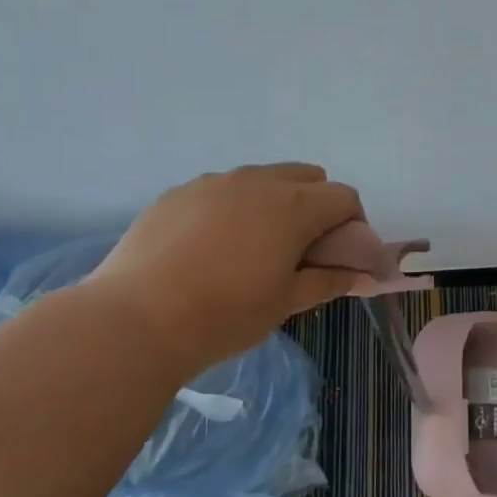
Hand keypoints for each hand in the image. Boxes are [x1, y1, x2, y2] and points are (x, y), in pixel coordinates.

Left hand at [81, 163, 362, 379]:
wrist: (136, 319)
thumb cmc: (225, 315)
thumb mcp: (286, 303)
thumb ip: (329, 281)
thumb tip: (360, 274)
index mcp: (293, 206)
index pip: (344, 198)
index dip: (353, 226)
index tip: (340, 258)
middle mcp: (257, 181)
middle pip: (307, 177)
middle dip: (318, 206)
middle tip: (302, 251)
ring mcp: (213, 182)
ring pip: (262, 179)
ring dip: (275, 204)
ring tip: (254, 249)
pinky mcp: (178, 192)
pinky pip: (222, 190)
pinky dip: (234, 208)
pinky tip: (212, 249)